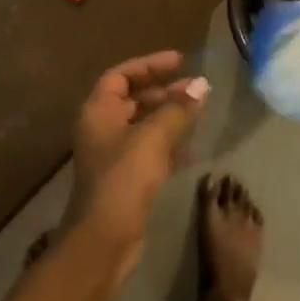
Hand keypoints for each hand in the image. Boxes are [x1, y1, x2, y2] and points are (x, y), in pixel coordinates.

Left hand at [68, 51, 208, 285]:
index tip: (180, 61)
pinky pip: (150, 150)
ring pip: (144, 125)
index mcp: (98, 112)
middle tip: (198, 88)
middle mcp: (102, 129)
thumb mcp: (152, 138)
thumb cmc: (123, 179)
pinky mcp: (126, 178)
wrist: (104, 239)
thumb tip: (202, 85)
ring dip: (171, 116)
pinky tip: (194, 146)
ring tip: (201, 110)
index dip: (149, 65)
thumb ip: (178, 109)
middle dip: (165, 91)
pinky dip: (170, 143)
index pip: (120, 76)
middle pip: (134, 99)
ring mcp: (113, 155)